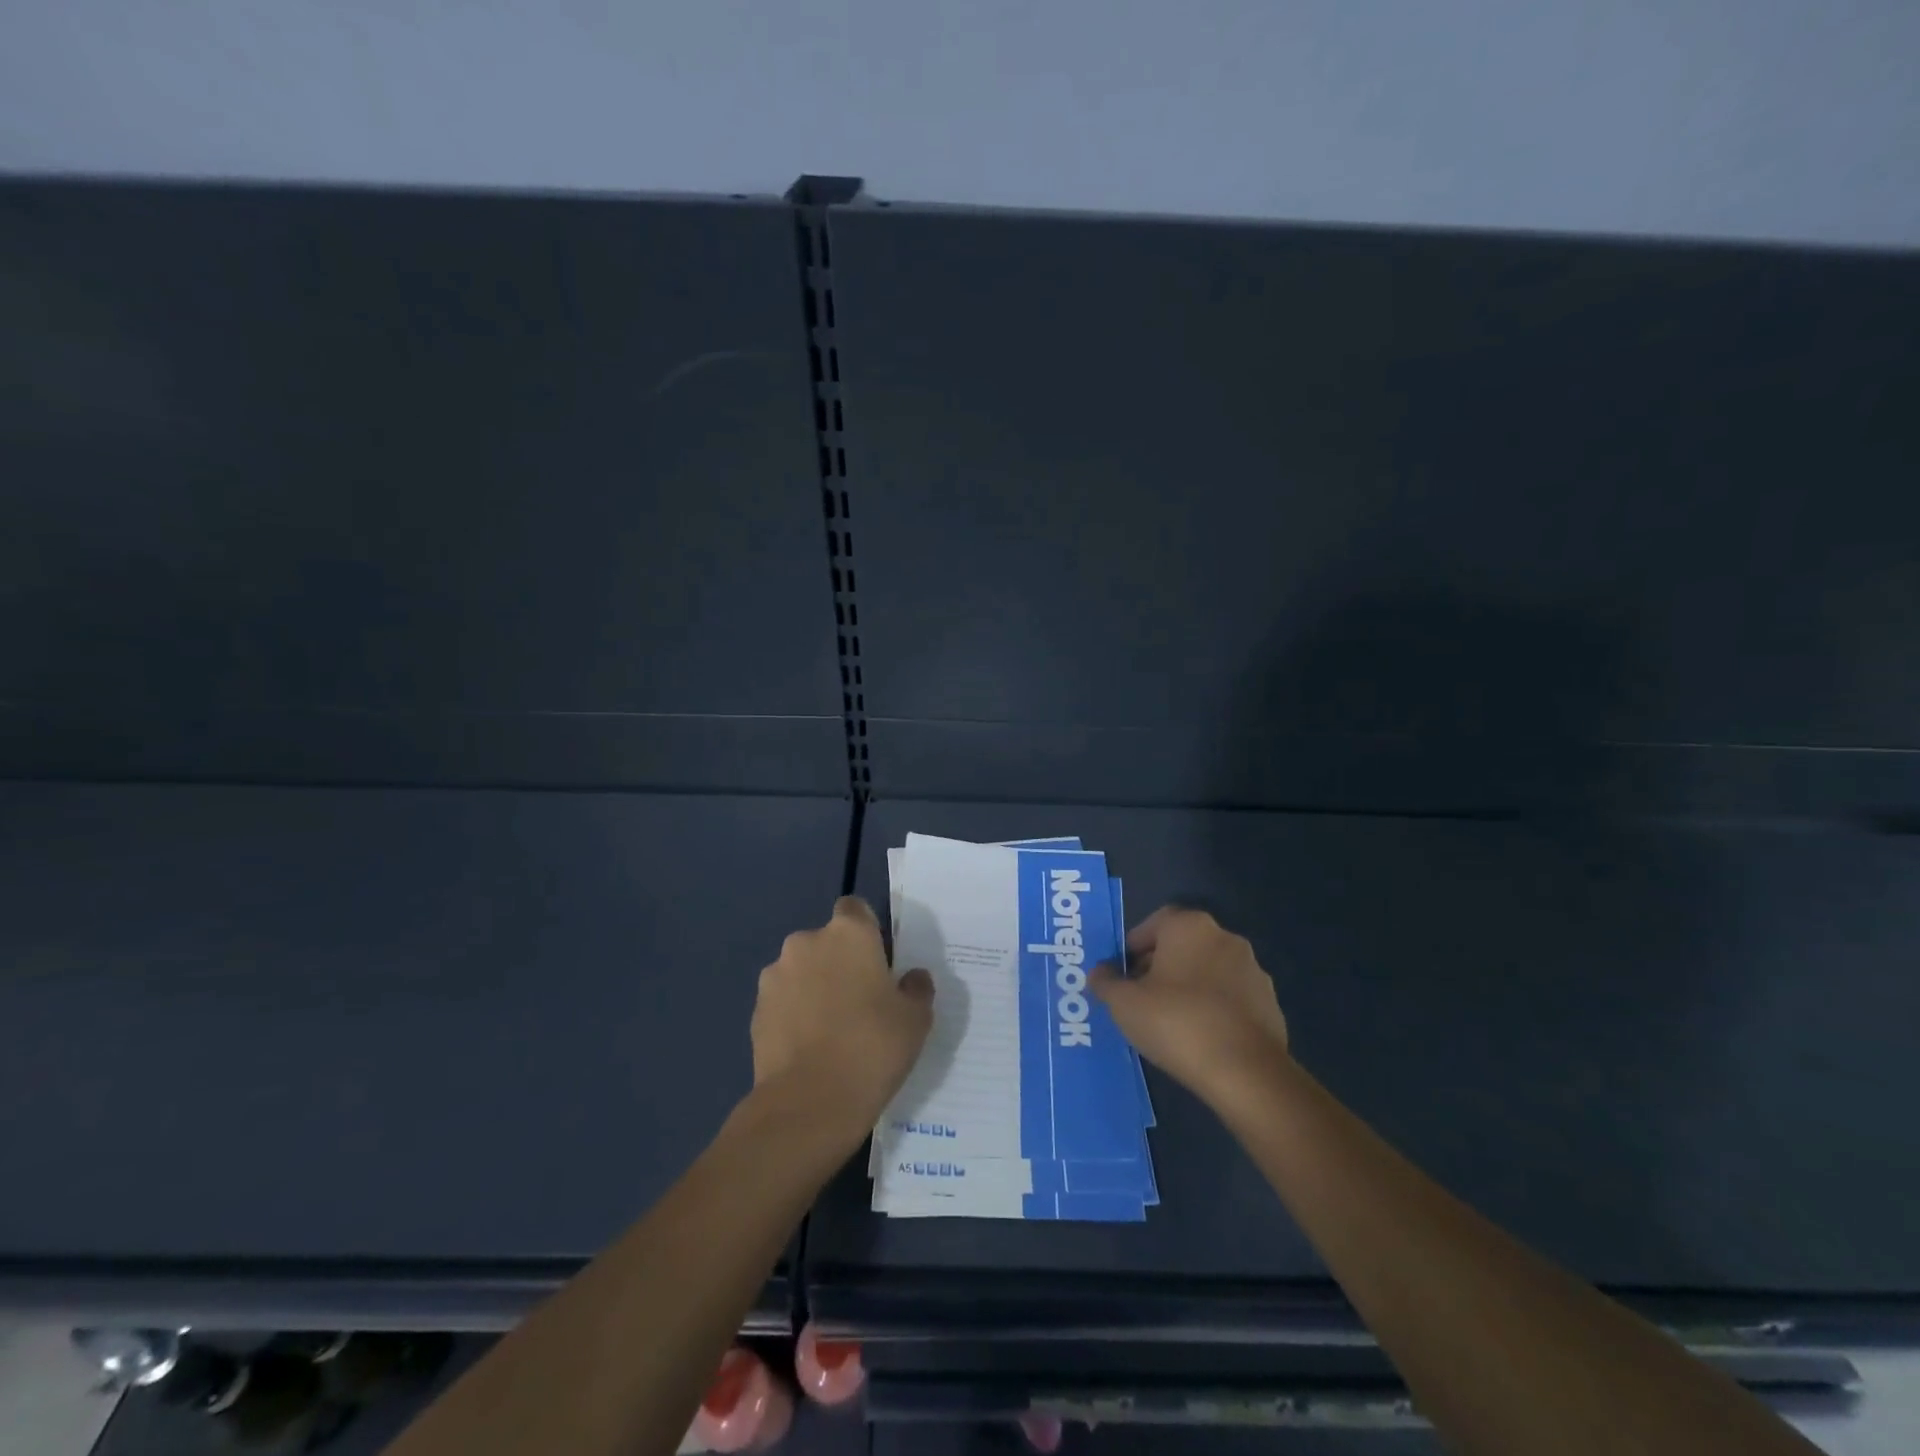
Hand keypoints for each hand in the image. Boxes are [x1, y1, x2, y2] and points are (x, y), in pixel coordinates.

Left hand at [750, 897, 934, 1146]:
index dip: (866, 930)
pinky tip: (810, 1047)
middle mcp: (807, 942)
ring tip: (831, 1029)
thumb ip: (916, 989)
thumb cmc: (872, 1047)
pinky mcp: (756, 1010)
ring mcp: (776, 976)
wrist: (809, 1103)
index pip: (855, 909)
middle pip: (826, 942)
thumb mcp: (916, 1019)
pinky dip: (794, 1014)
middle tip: (860, 1000)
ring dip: (814, 987)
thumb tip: (912, 978)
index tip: (877, 961)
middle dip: (839, 962)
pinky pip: (783, 1001)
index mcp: (849, 933)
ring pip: (802, 971)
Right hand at [1090, 905, 1288, 1107]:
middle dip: (1159, 966)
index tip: (1122, 975)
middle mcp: (1224, 937)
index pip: (1153, 924)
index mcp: (1189, 926)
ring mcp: (1253, 970)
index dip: (1133, 947)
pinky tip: (1201, 1037)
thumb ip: (1105, 982)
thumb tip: (1099, 972)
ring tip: (1169, 1021)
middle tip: (1140, 997)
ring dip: (1189, 987)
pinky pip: (1231, 997)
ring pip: (1208, 970)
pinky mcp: (1270, 1003)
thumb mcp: (1124, 1003)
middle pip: (1182, 945)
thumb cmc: (1176, 1022)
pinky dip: (1214, 1008)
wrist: (1245, 1071)